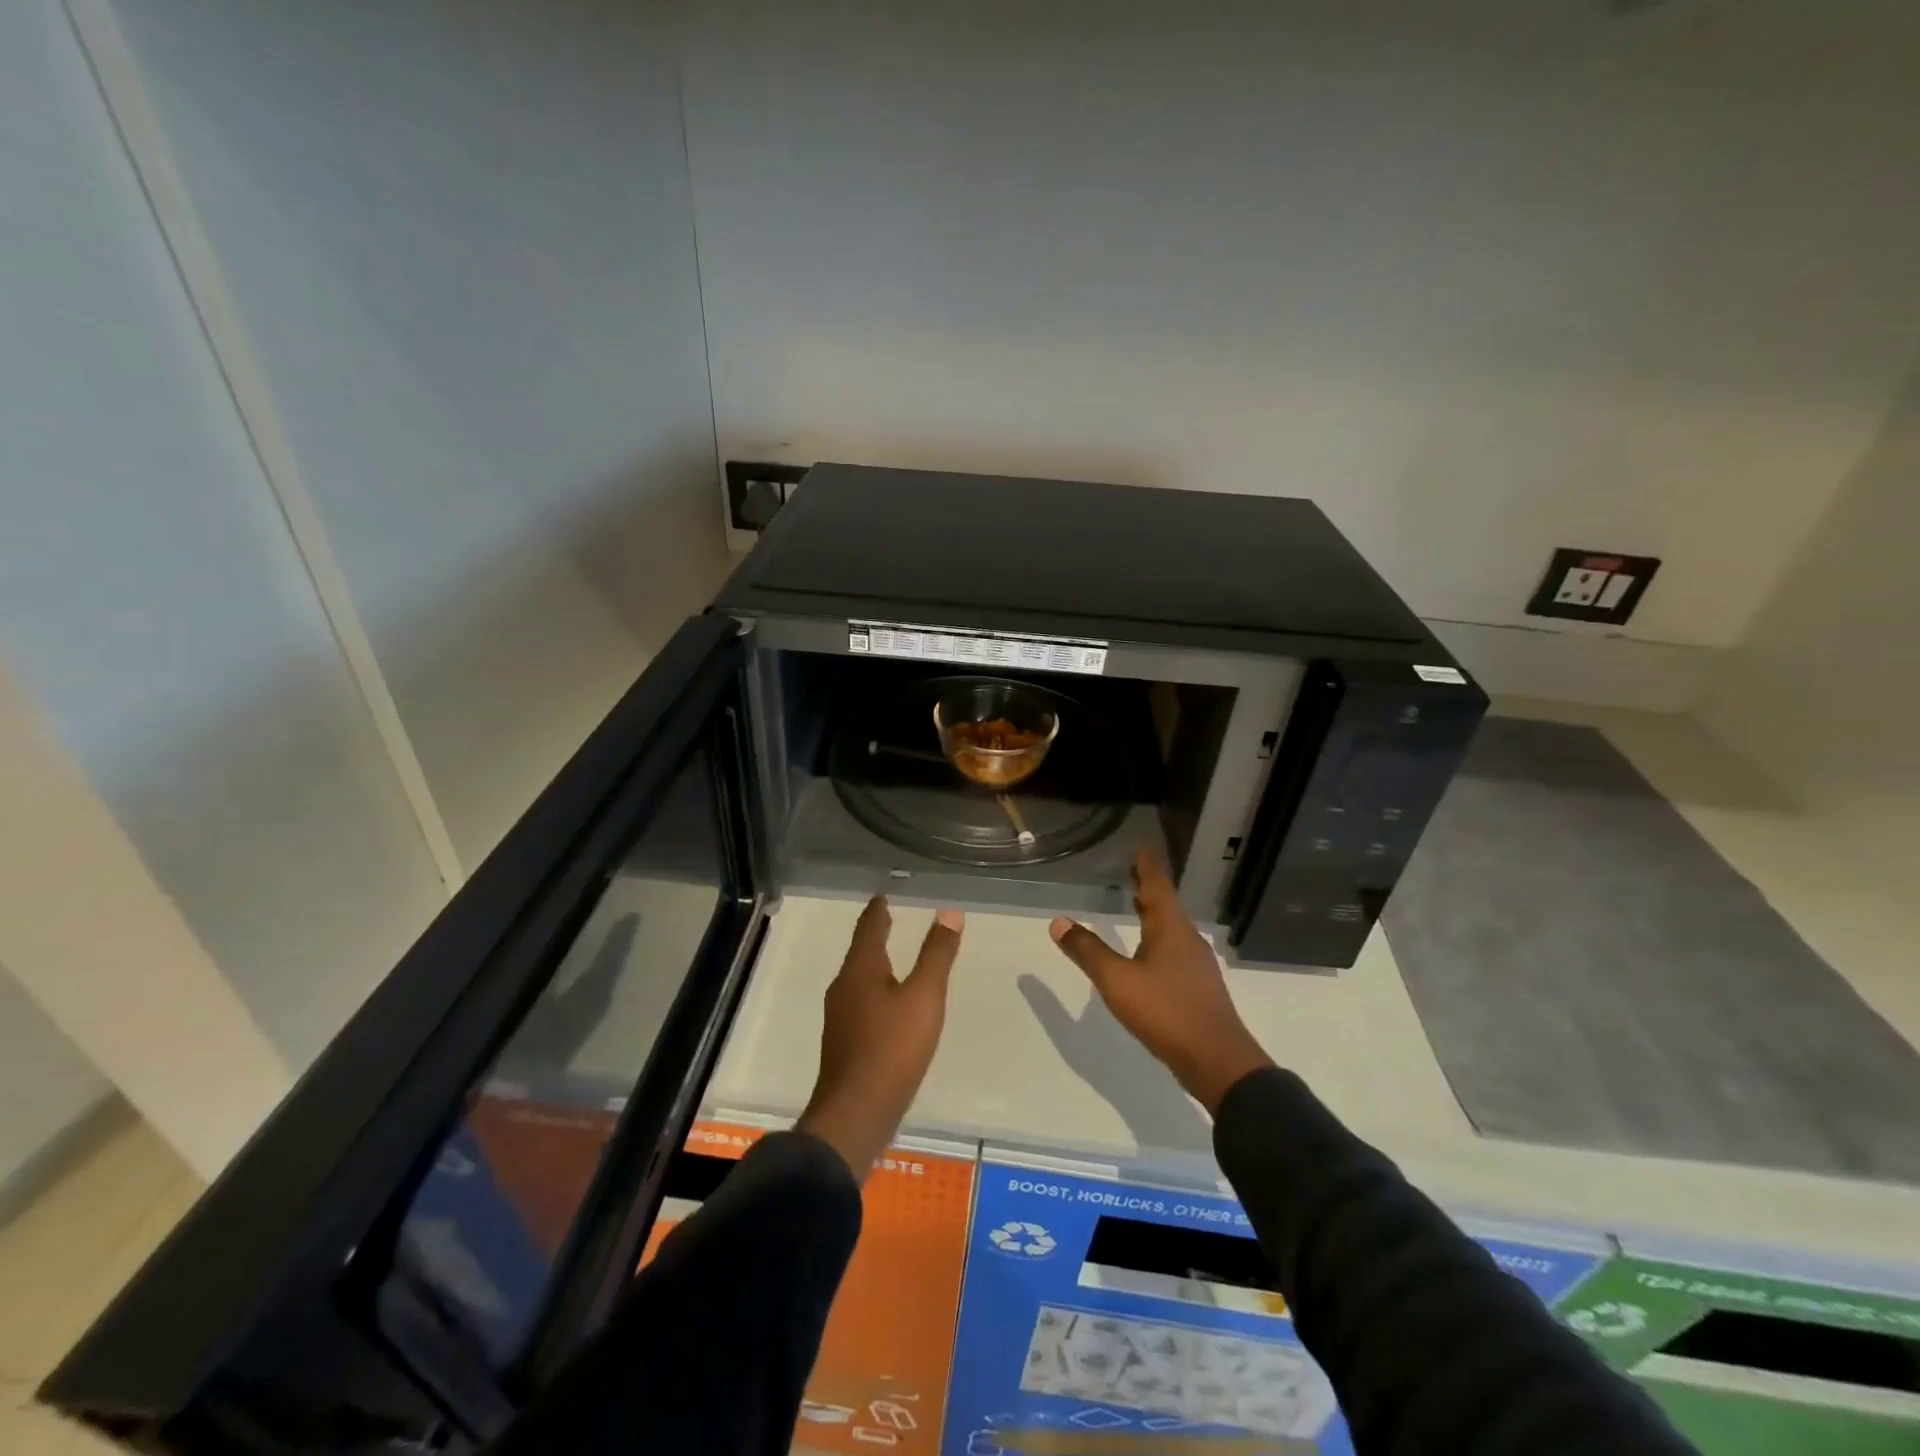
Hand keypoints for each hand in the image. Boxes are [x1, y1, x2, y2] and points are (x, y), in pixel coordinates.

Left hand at [796, 900, 962, 1179]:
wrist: (855, 1114)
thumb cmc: (892, 1048)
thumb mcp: (924, 997)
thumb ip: (937, 955)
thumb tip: (949, 911)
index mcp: (861, 970)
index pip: (869, 928)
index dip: (877, 910)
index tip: (883, 896)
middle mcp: (845, 988)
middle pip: (861, 952)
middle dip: (875, 935)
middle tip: (890, 919)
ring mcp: (842, 1018)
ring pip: (860, 979)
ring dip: (875, 963)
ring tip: (893, 957)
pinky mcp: (846, 1043)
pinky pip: (862, 1003)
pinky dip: (876, 990)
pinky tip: (889, 1005)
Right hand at [1049, 849, 1272, 1114]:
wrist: (1217, 1061)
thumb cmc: (1167, 1012)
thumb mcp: (1118, 981)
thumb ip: (1088, 952)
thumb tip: (1058, 922)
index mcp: (1171, 929)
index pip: (1157, 886)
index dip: (1147, 866)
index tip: (1141, 847)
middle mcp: (1187, 940)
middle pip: (1166, 905)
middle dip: (1148, 888)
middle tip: (1133, 870)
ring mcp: (1196, 965)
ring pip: (1171, 929)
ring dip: (1153, 913)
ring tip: (1136, 904)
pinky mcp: (1198, 988)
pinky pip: (1174, 950)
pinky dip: (1158, 938)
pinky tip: (1148, 954)